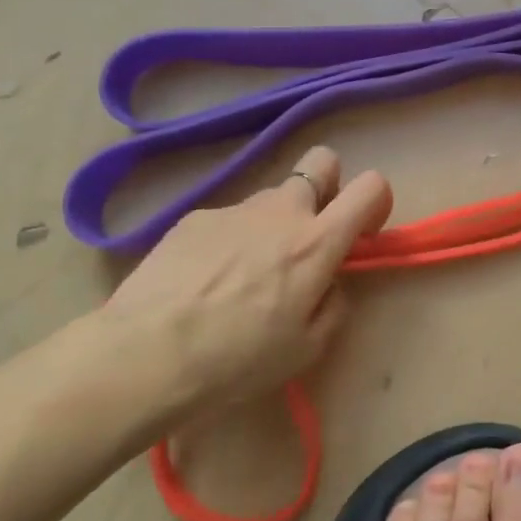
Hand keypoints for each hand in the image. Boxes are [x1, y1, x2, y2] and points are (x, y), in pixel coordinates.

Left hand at [88, 146, 391, 438]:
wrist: (145, 355)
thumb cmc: (237, 359)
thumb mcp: (307, 348)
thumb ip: (333, 304)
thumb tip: (328, 283)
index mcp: (317, 242)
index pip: (370, 186)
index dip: (375, 202)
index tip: (361, 233)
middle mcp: (280, 211)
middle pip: (321, 162)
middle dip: (326, 187)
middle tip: (308, 234)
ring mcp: (234, 209)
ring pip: (270, 198)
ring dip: (272, 224)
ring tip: (243, 275)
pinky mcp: (193, 217)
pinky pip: (228, 219)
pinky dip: (229, 241)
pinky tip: (204, 281)